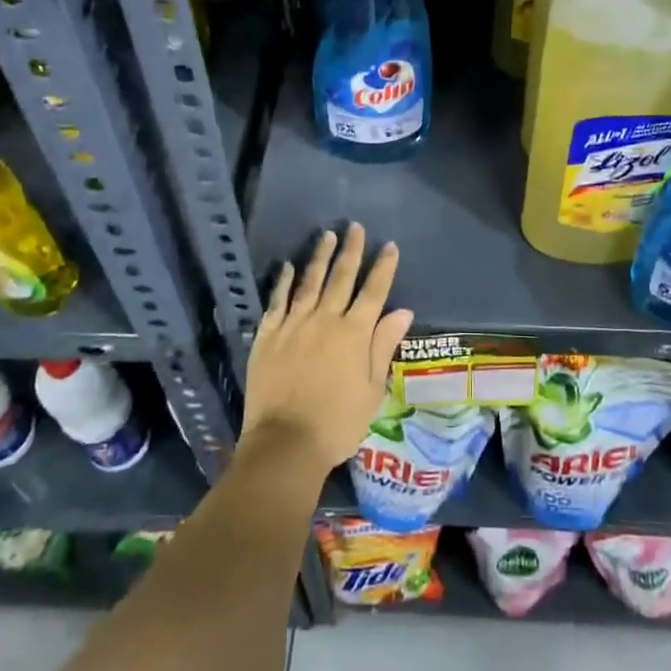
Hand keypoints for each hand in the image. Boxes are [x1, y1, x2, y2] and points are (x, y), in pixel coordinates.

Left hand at [241, 223, 413, 478]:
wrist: (285, 443)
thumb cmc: (338, 423)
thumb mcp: (372, 389)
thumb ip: (383, 346)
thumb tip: (402, 311)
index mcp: (355, 333)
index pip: (374, 291)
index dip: (383, 267)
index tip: (390, 246)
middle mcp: (325, 319)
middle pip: (341, 278)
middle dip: (351, 251)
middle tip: (355, 227)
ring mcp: (293, 324)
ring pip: (309, 282)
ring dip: (320, 257)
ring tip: (327, 236)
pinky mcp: (268, 335)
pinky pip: (277, 301)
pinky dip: (283, 282)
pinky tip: (288, 266)